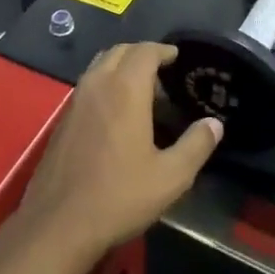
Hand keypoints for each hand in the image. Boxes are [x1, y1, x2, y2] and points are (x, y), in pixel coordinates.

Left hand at [15, 43, 222, 262]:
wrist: (59, 222)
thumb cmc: (119, 196)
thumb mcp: (170, 177)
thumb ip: (196, 146)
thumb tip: (214, 124)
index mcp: (125, 90)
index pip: (144, 52)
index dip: (162, 50)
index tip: (177, 57)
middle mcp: (97, 85)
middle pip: (119, 52)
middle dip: (142, 54)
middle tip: (163, 72)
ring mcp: (75, 101)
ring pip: (100, 65)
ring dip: (121, 66)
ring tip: (142, 90)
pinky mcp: (63, 119)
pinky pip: (88, 84)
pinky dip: (105, 82)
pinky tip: (116, 112)